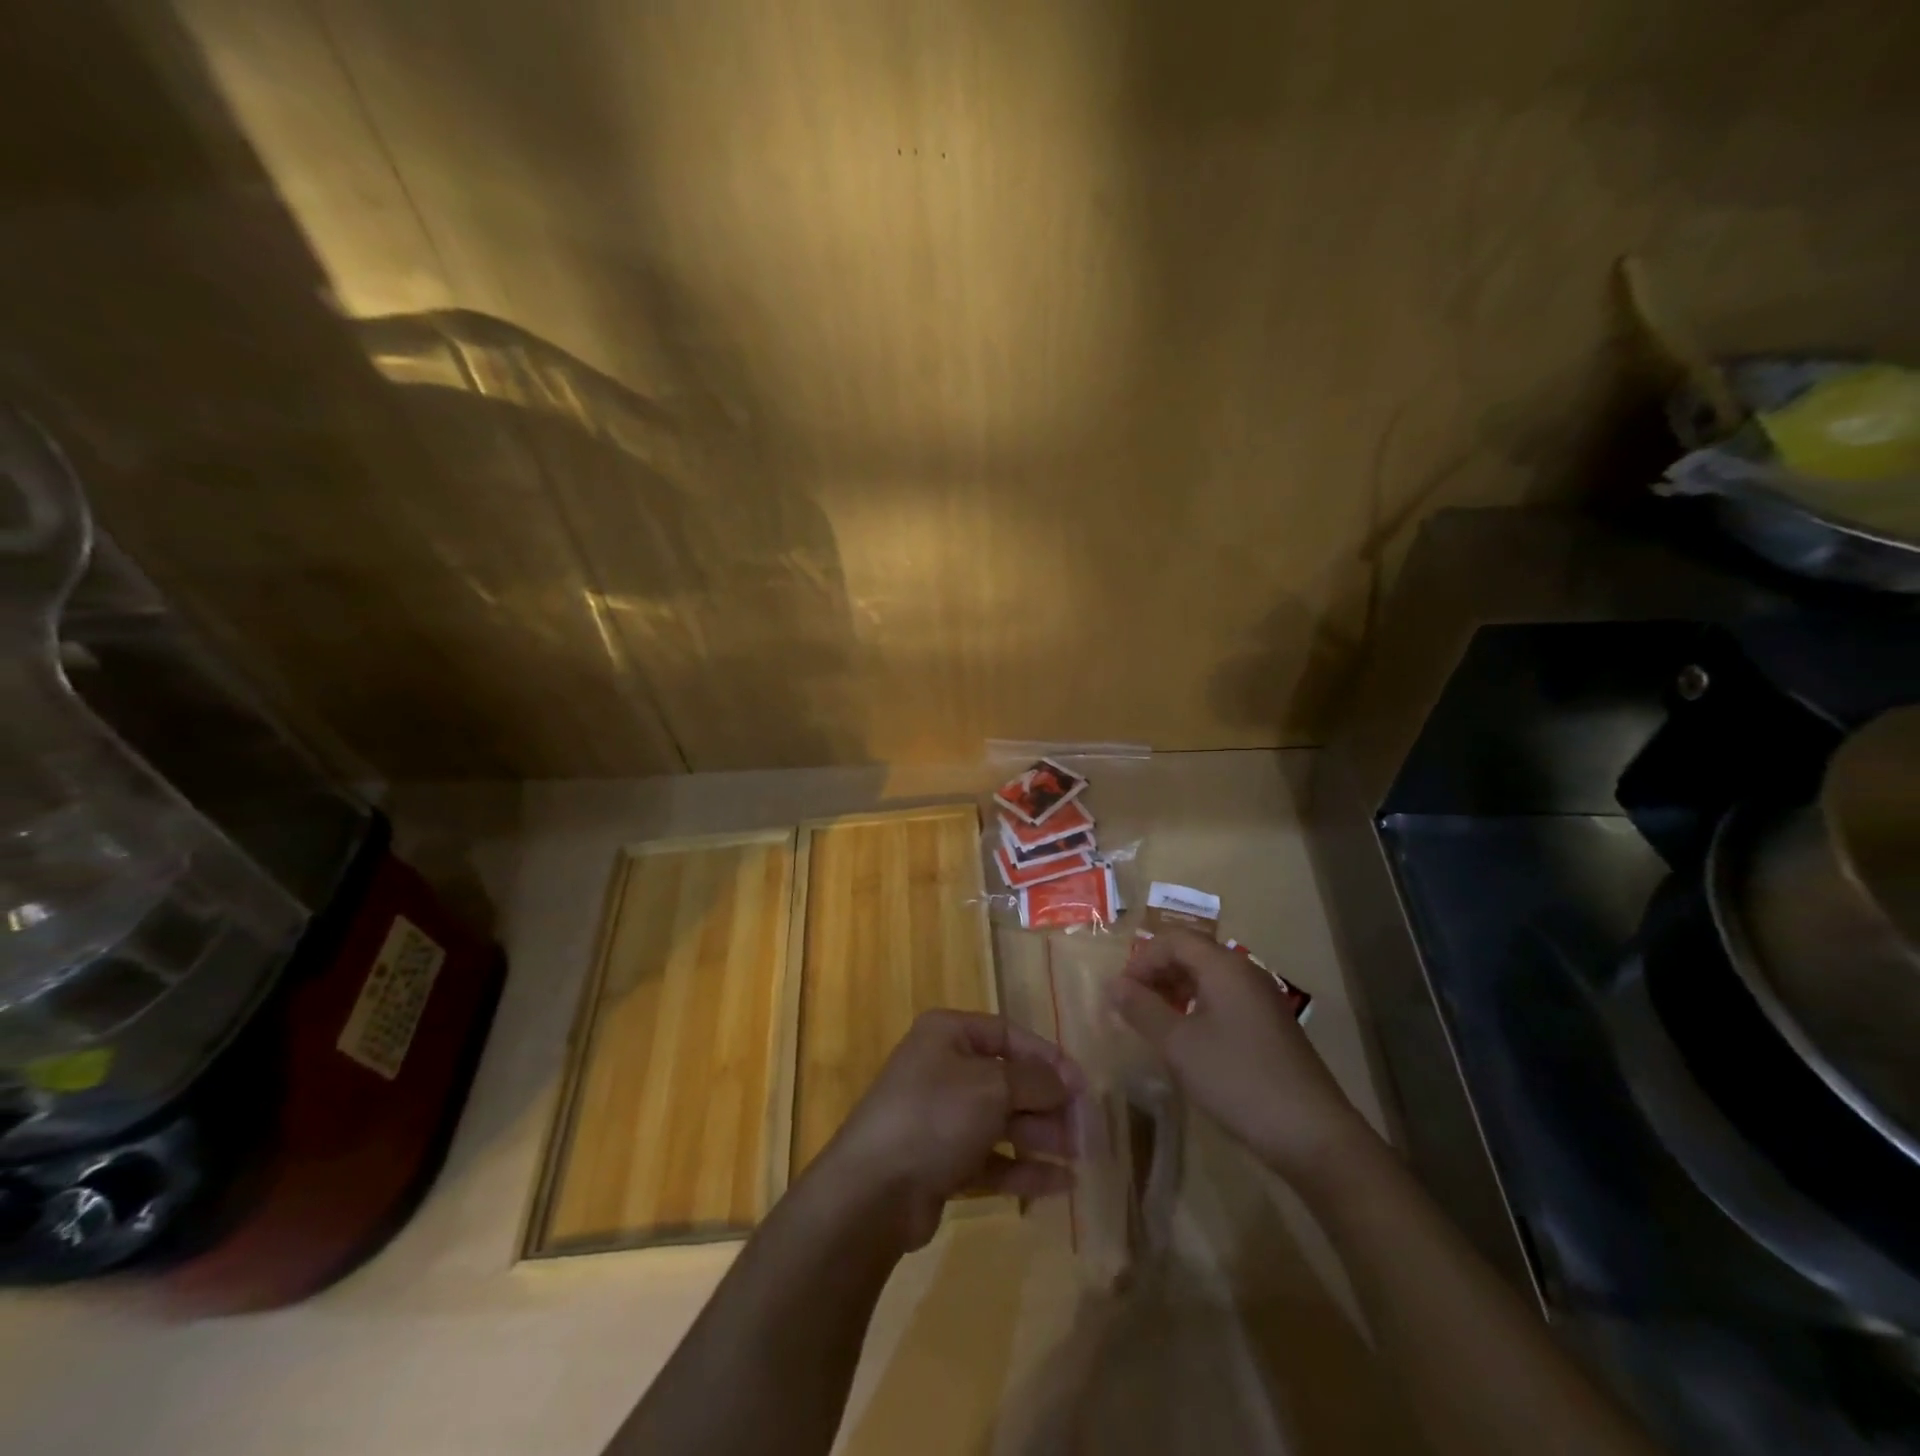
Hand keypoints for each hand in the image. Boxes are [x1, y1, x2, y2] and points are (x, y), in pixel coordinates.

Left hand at [810, 1010, 1083, 1251]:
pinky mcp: (942, 1162)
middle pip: (1007, 1080)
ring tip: (1081, 1156)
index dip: (1047, 1057)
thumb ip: (1035, 1080)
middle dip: (1047, 1102)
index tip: (1082, 1085)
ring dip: (1041, 1136)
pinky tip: (1060, 1184)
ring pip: (1002, 1121)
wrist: (873, 1191)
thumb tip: (1066, 1081)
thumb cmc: (935, 1116)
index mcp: (948, 1034)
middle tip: (1086, 1127)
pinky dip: (1023, 1168)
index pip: (1008, 1034)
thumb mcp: (992, 1087)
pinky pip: (991, 1158)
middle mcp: (944, 1069)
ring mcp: (941, 1117)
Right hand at [1110, 930, 1372, 1185]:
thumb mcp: (1178, 1045)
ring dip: (1175, 992)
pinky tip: (1187, 1042)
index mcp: (1223, 966)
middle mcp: (1245, 973)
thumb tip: (1112, 984)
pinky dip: (1197, 1009)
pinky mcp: (1270, 1027)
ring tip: (1153, 1023)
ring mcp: (1261, 1000)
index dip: (1140, 959)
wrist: (1312, 1134)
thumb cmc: (1237, 1079)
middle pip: (1191, 954)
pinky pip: (1224, 1001)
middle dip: (1156, 973)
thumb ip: (1141, 1009)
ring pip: (1208, 979)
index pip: (1173, 939)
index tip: (1120, 993)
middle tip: (1131, 1006)